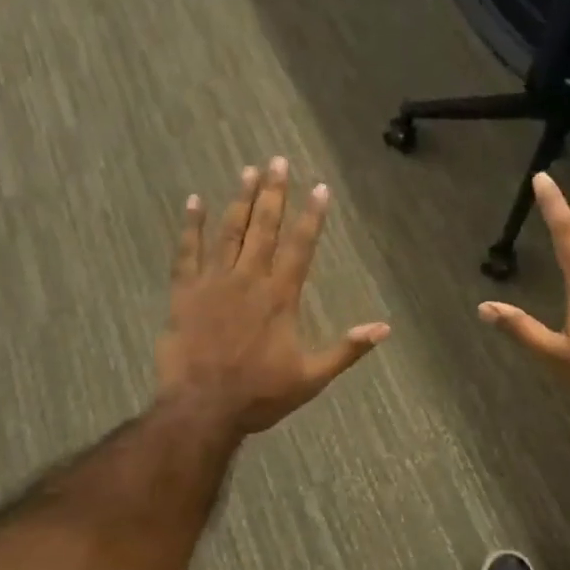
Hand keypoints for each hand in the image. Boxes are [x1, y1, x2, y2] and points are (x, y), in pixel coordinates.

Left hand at [157, 157, 389, 436]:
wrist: (202, 408)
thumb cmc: (259, 394)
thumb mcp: (311, 377)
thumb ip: (346, 349)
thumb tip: (384, 328)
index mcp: (280, 297)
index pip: (301, 247)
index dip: (311, 216)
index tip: (319, 187)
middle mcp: (249, 280)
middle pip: (264, 228)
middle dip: (274, 193)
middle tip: (278, 161)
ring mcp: (214, 283)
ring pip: (229, 232)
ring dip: (240, 200)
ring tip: (249, 171)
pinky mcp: (185, 293)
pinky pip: (187, 252)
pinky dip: (191, 226)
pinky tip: (194, 202)